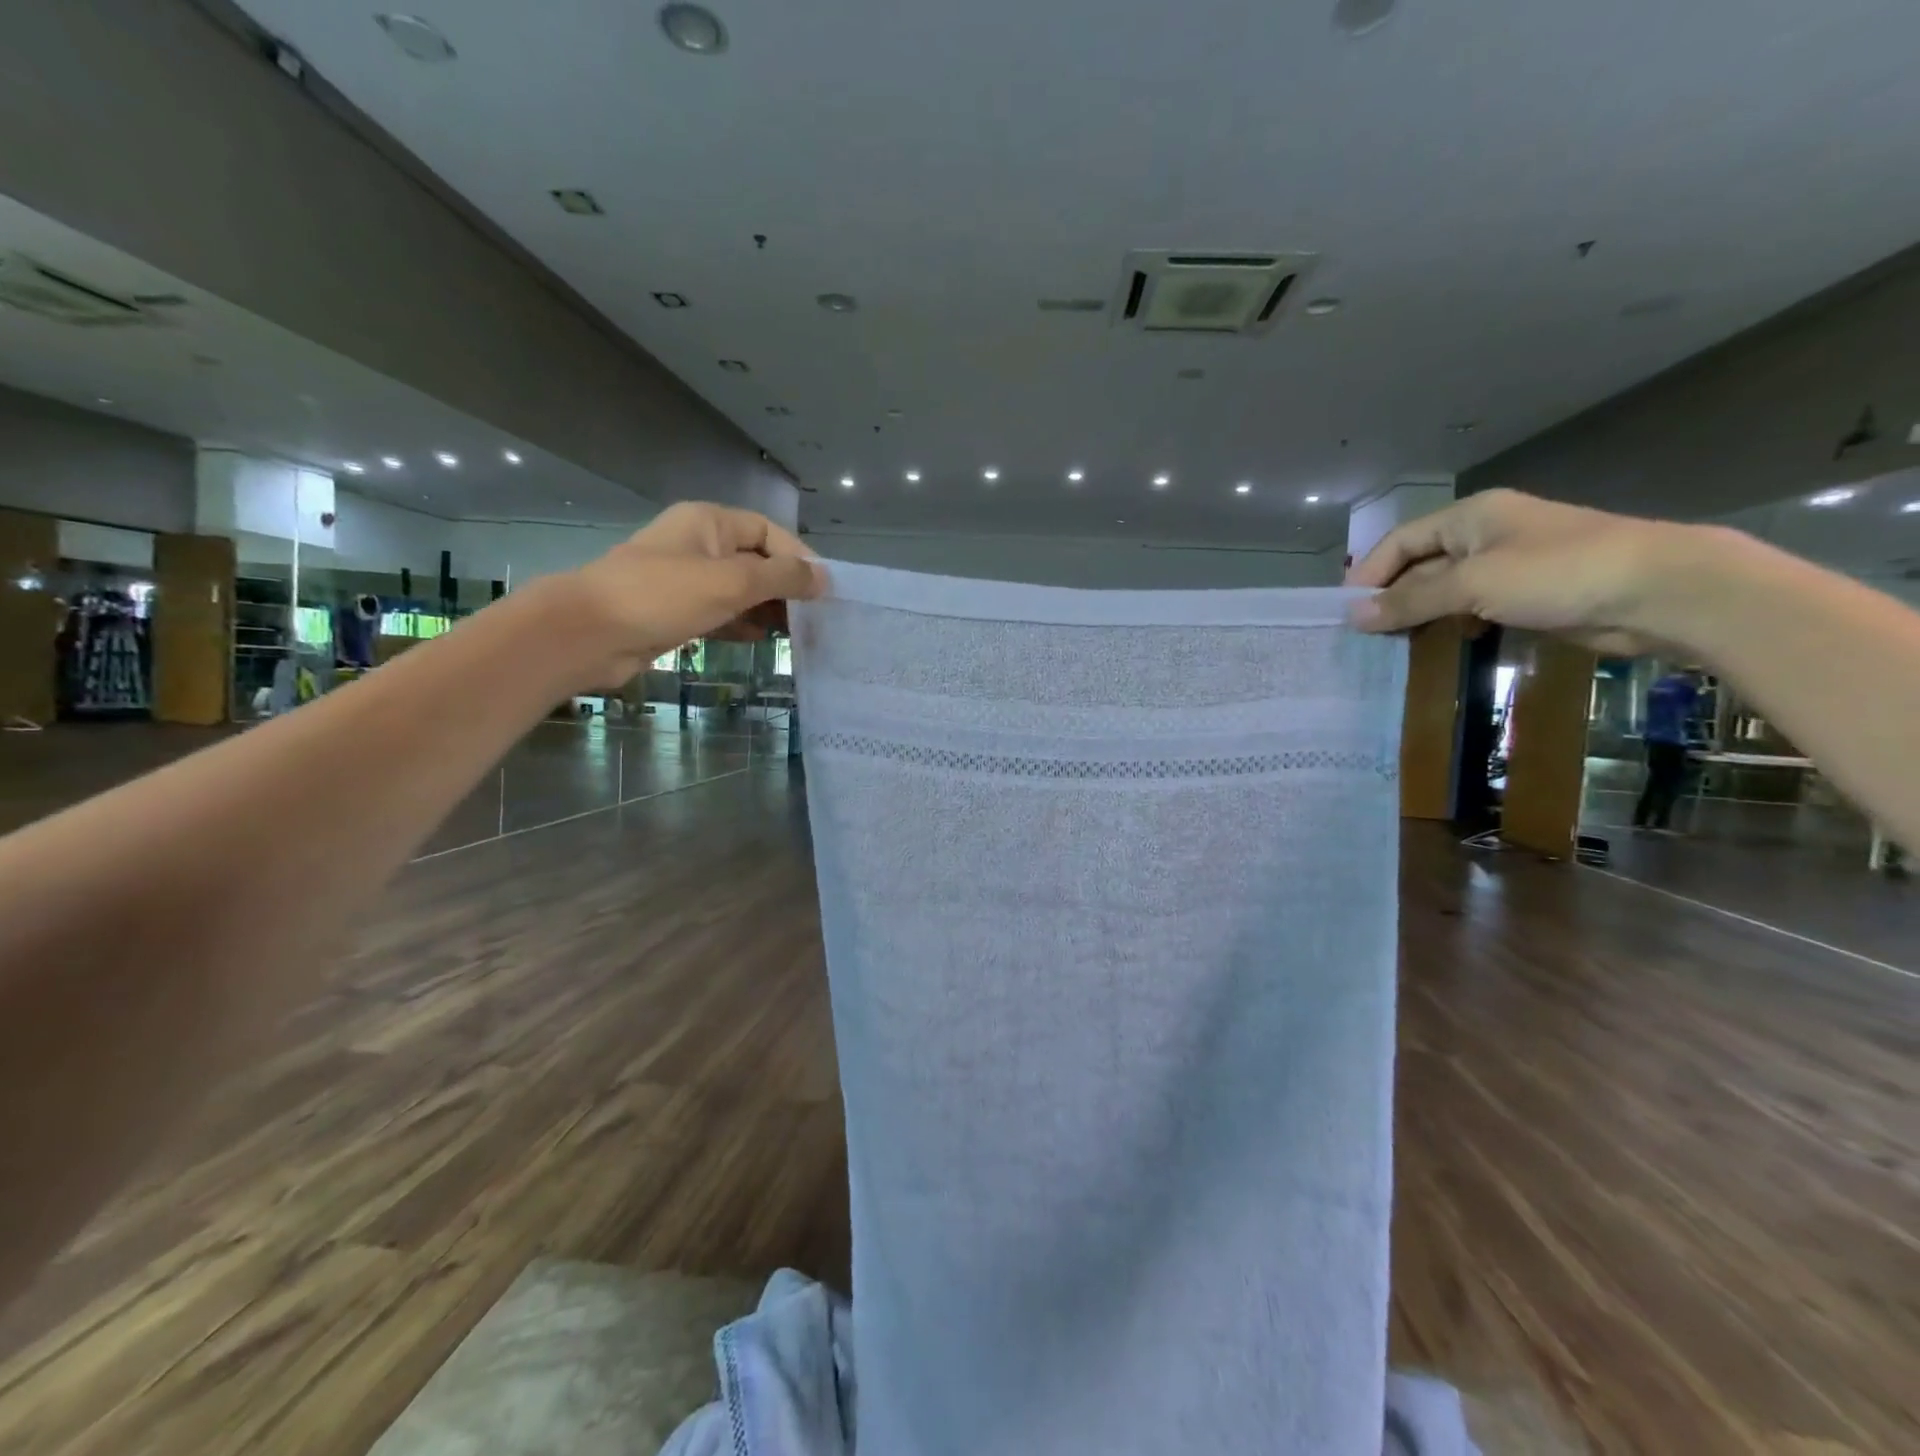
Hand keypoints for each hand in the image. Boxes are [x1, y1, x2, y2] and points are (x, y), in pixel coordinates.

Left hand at [565, 502, 822, 681]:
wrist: (589, 634)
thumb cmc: (662, 596)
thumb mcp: (732, 581)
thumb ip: (782, 577)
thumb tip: (824, 578)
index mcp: (709, 522)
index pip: (768, 531)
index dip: (798, 557)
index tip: (823, 591)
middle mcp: (699, 545)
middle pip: (756, 560)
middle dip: (785, 587)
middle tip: (815, 619)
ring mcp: (686, 580)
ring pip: (740, 590)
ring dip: (767, 609)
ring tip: (797, 634)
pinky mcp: (677, 612)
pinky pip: (721, 613)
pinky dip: (743, 624)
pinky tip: (763, 641)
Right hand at [1345, 488, 1701, 654]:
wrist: (1660, 590)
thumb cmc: (1558, 573)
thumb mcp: (1473, 584)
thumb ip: (1410, 600)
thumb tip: (1354, 617)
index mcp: (1470, 516)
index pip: (1400, 541)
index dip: (1369, 574)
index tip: (1346, 612)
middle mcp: (1485, 534)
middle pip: (1420, 564)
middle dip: (1392, 597)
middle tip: (1365, 636)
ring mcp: (1509, 565)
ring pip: (1446, 589)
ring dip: (1420, 614)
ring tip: (1393, 645)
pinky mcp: (1529, 594)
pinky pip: (1474, 607)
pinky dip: (1452, 624)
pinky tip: (1444, 644)